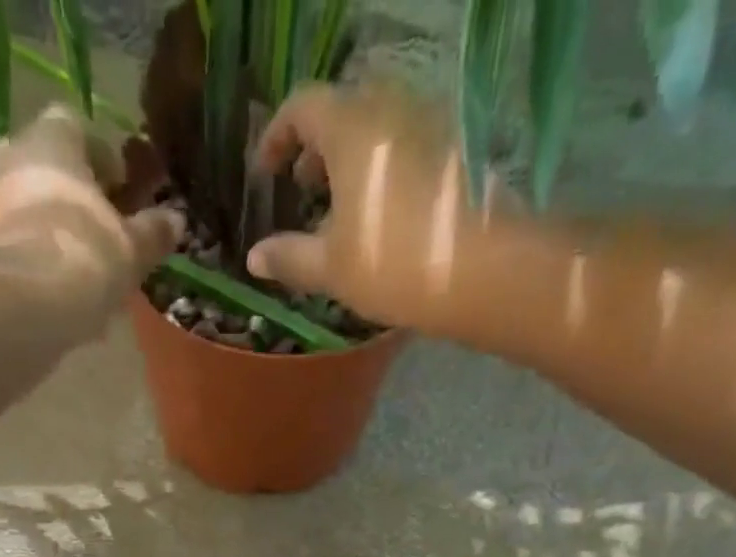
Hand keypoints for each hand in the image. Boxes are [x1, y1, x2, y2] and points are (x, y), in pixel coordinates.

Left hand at [0, 106, 183, 336]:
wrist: (20, 307)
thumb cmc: (84, 258)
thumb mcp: (131, 249)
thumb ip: (152, 232)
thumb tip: (175, 220)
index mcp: (52, 139)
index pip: (78, 127)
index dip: (104, 159)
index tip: (123, 194)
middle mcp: (12, 155)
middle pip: (49, 167)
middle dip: (75, 197)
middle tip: (103, 234)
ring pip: (29, 208)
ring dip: (54, 231)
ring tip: (83, 272)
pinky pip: (14, 244)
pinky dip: (35, 260)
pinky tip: (57, 292)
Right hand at [247, 84, 495, 336]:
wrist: (481, 271)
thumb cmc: (392, 264)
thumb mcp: (331, 268)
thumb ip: (289, 257)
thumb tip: (254, 257)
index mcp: (351, 125)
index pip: (302, 107)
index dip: (277, 137)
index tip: (266, 171)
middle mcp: (391, 109)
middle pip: (342, 113)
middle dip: (316, 149)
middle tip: (302, 188)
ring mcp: (429, 125)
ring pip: (377, 131)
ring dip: (351, 162)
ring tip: (340, 210)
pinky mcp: (455, 152)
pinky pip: (405, 149)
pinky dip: (382, 172)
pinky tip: (379, 218)